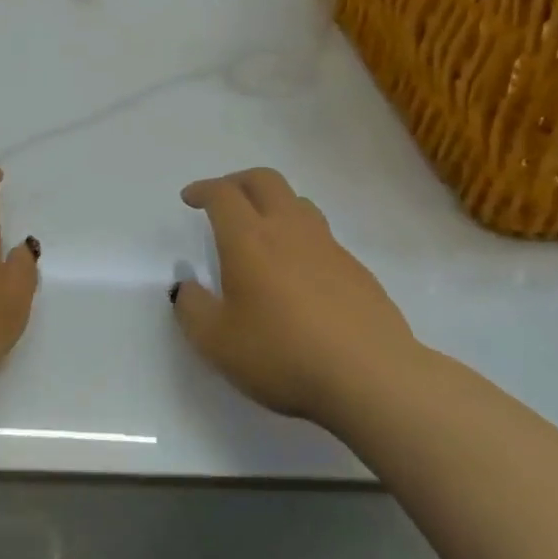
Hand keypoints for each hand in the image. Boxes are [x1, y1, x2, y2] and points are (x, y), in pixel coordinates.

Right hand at [170, 168, 420, 419]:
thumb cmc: (282, 355)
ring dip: (272, 204)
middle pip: (264, 180)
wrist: (371, 378)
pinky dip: (299, 237)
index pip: (223, 194)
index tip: (190, 199)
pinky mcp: (356, 270)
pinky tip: (296, 273)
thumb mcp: (216, 342)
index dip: (202, 189)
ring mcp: (328, 247)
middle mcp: (289, 230)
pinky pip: (321, 236)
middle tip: (222, 200)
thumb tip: (186, 286)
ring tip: (260, 230)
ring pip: (298, 202)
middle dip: (237, 182)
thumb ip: (192, 308)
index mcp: (249, 239)